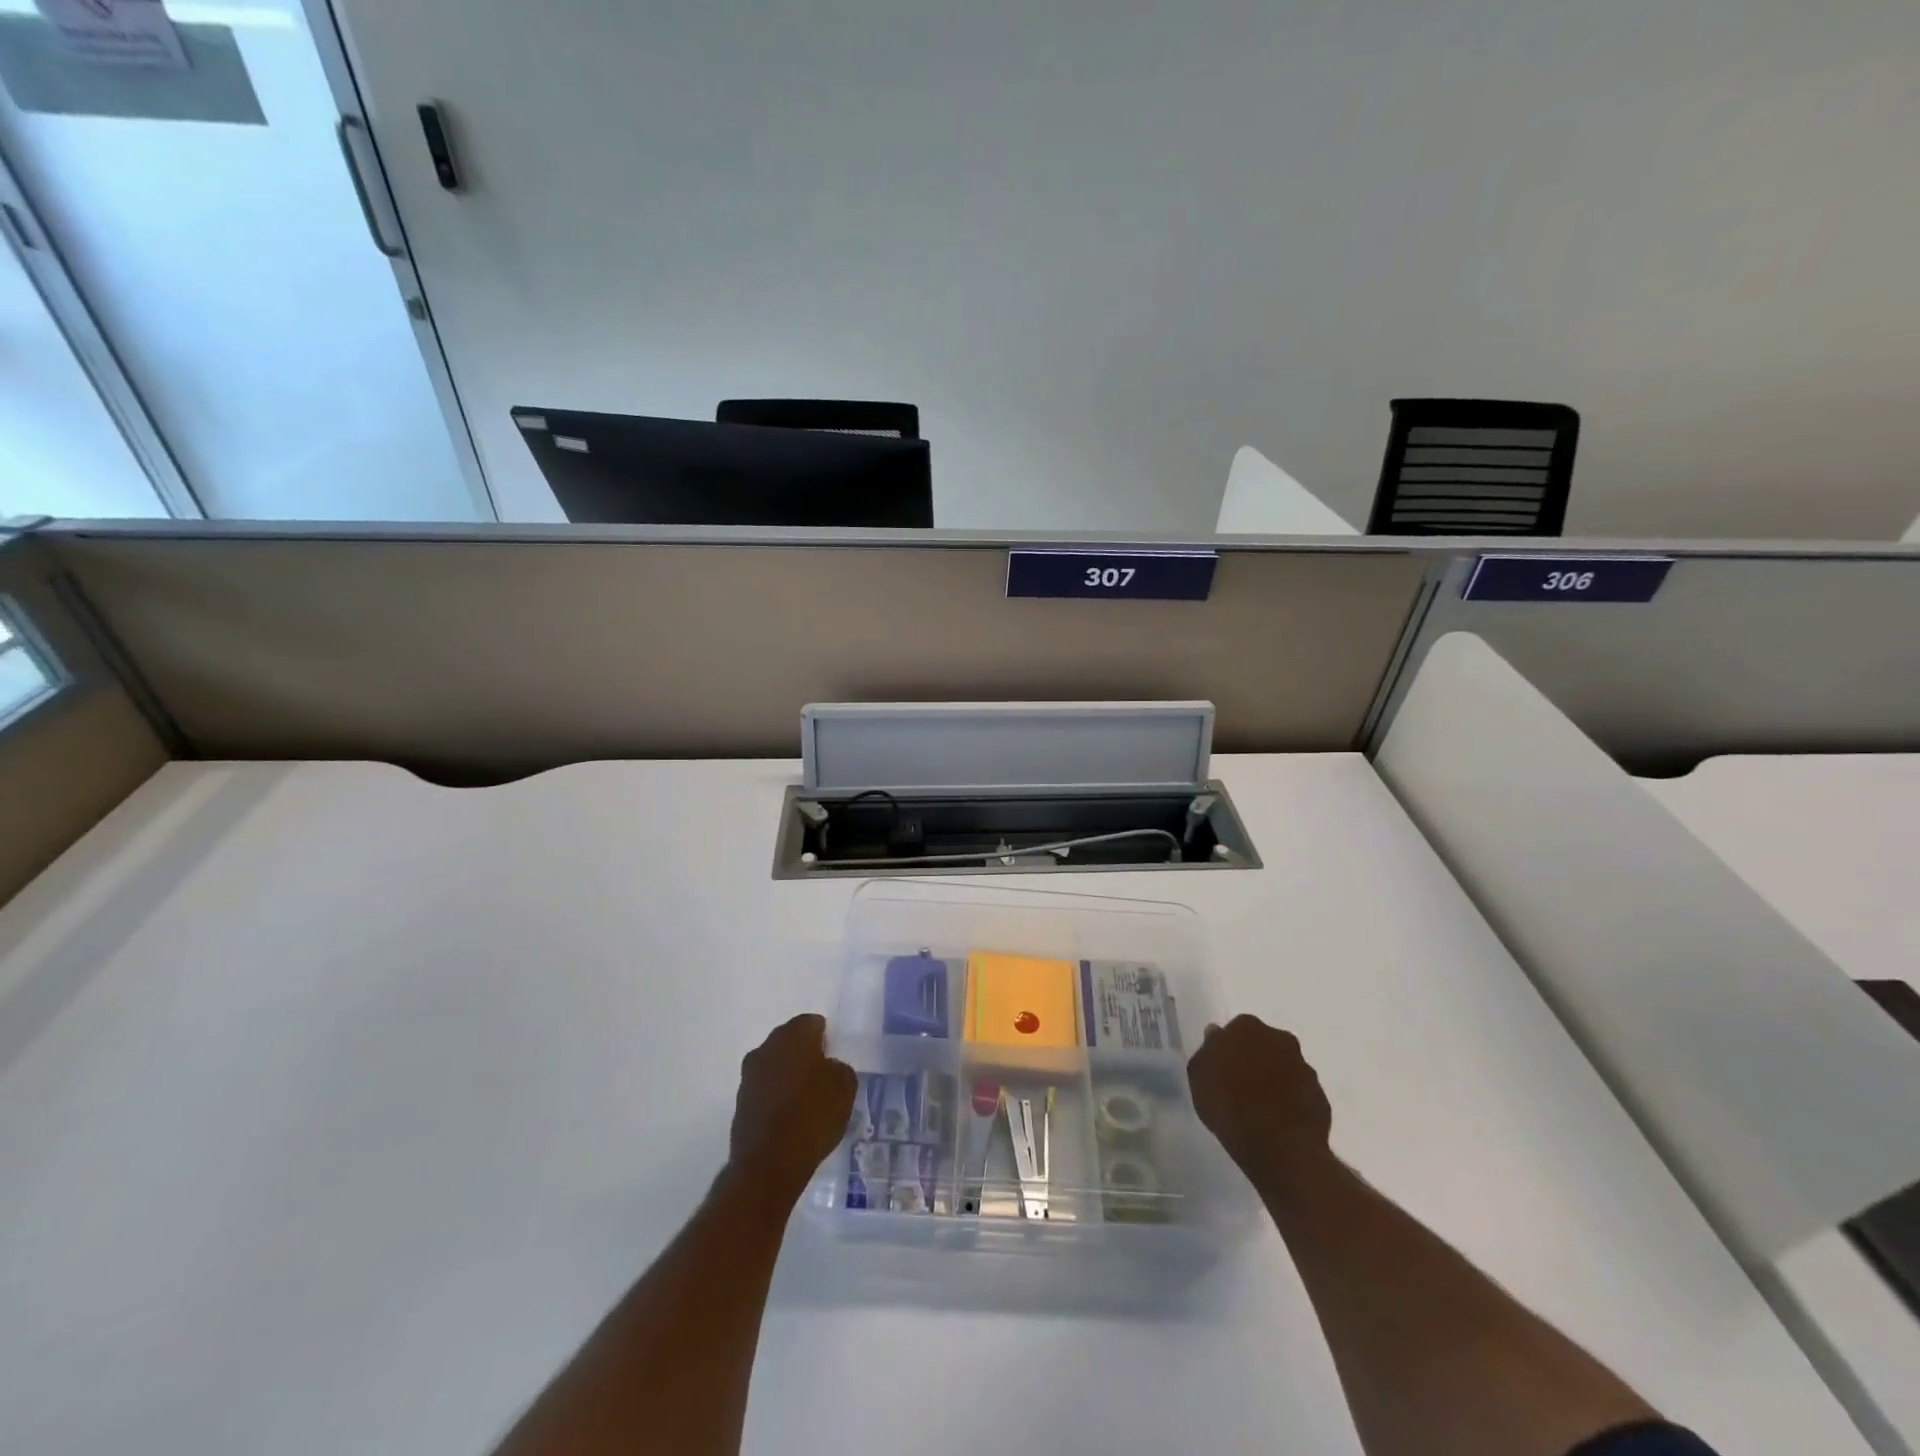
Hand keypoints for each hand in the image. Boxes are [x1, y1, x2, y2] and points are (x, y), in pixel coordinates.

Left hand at [727, 1014, 857, 1201]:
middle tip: (823, 1076)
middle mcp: (767, 1047)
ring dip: (788, 1075)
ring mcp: (749, 1075)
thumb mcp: (845, 1088)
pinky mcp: (740, 1102)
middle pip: (790, 1041)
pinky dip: (776, 1097)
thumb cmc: (812, 1116)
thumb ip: (840, 1068)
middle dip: (805, 1054)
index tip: (835, 1057)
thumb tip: (829, 1068)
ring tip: (807, 1100)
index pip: (812, 1023)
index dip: (826, 1038)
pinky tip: (790, 1117)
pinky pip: (764, 1089)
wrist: (768, 1165)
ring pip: (774, 1065)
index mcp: (794, 1035)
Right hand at [1188, 1014, 1333, 1192]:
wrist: (1278, 1147)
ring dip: (1275, 1082)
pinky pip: (1301, 1096)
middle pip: (1265, 1045)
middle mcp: (1281, 1040)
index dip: (1229, 1050)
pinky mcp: (1321, 1099)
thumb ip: (1208, 1051)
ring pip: (1286, 1069)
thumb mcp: (1198, 1075)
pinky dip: (1291, 1104)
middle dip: (1256, 1060)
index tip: (1222, 1069)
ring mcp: (1305, 1069)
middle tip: (1240, 1086)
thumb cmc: (1228, 1104)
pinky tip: (1279, 1124)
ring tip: (1260, 1110)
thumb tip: (1216, 1037)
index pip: (1236, 1030)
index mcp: (1247, 1027)